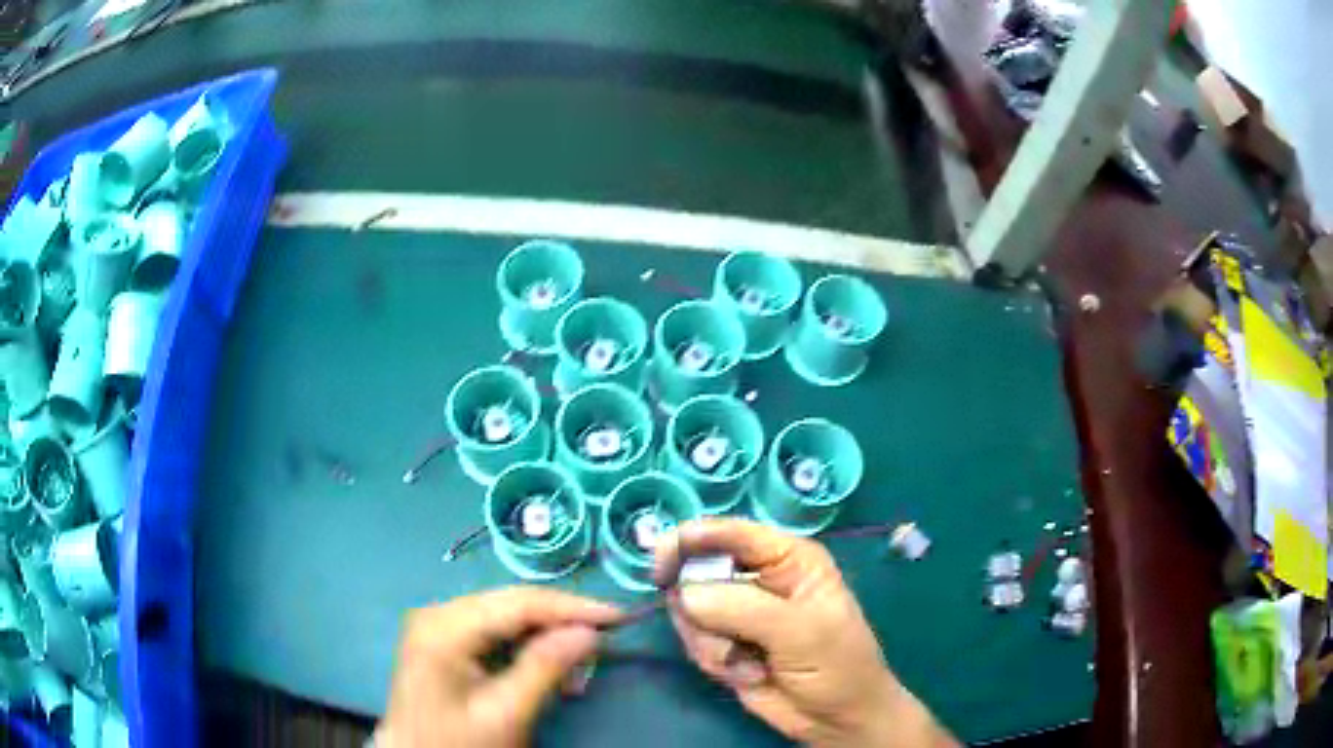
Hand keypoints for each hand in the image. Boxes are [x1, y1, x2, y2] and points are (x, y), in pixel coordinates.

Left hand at [377, 587, 622, 747]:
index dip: (572, 607)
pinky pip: (493, 632)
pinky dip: (525, 649)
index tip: (619, 617)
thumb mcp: (505, 713)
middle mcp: (438, 613)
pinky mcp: (443, 640)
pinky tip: (547, 671)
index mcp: (444, 626)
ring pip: (506, 617)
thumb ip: (546, 668)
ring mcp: (438, 625)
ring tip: (577, 671)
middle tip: (603, 646)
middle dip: (560, 624)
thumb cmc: (457, 743)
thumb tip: (589, 632)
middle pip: (512, 604)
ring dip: (545, 638)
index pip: (519, 602)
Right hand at [656, 519, 956, 747]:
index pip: (732, 533)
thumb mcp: (801, 632)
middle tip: (719, 635)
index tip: (661, 560)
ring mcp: (737, 611)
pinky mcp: (723, 642)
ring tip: (748, 663)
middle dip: (700, 607)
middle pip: (699, 570)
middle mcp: (758, 577)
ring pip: (690, 609)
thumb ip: (743, 608)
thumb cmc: (836, 664)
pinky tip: (748, 674)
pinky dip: (713, 659)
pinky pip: (693, 639)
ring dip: (711, 642)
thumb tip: (684, 594)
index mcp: (788, 558)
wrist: (834, 719)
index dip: (693, 538)